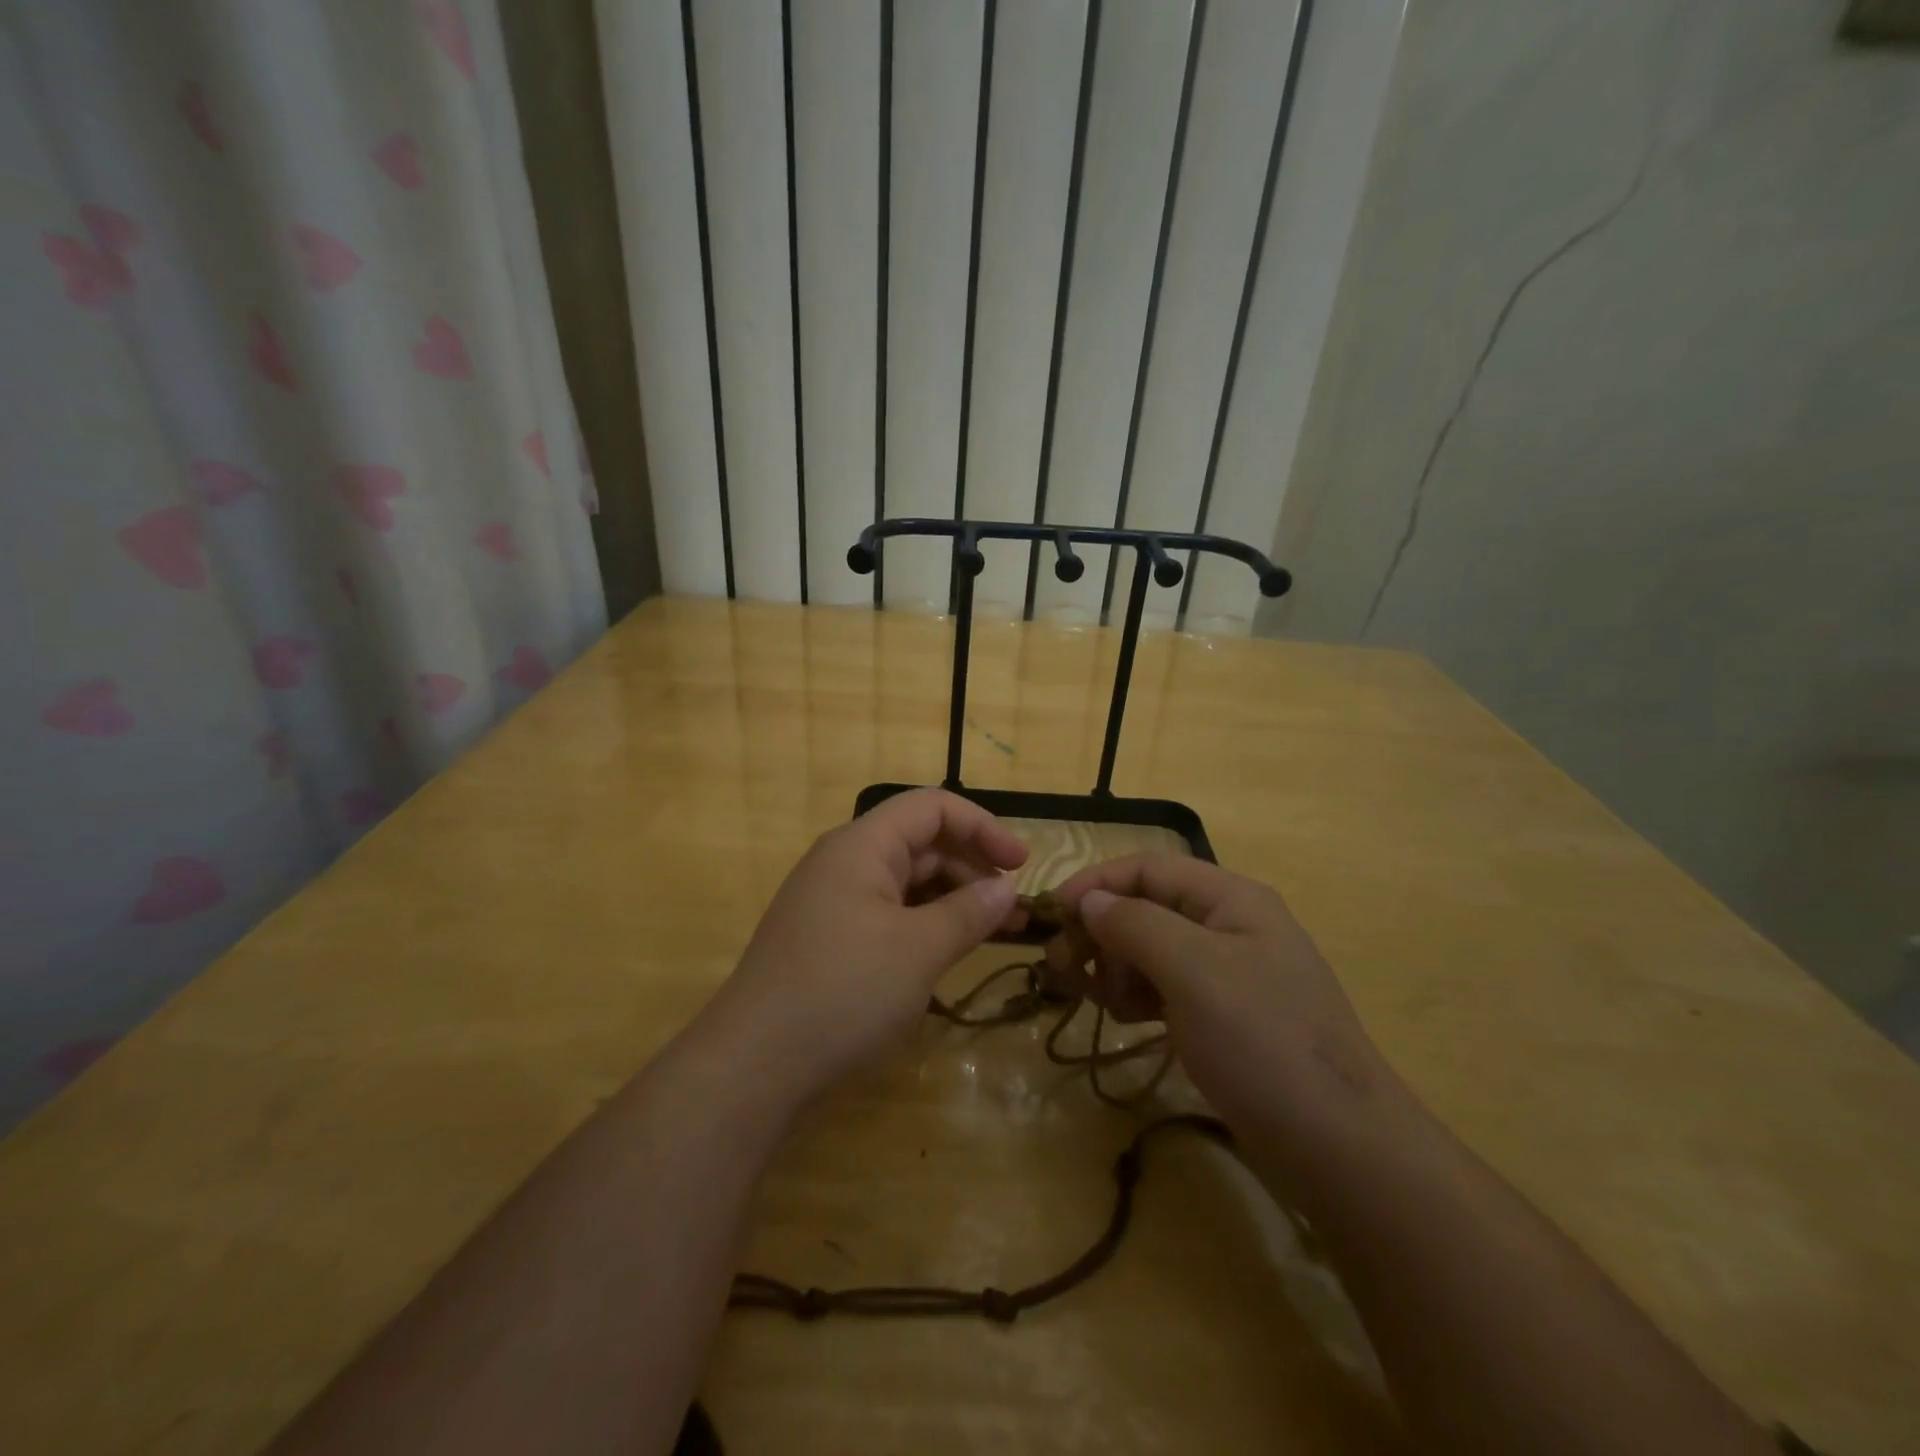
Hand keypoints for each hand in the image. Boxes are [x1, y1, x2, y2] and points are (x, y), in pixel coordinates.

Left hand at [701, 789, 1027, 1104]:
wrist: (753, 1067)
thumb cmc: (843, 993)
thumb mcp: (919, 950)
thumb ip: (969, 912)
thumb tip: (1006, 887)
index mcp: (861, 846)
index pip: (931, 808)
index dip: (982, 826)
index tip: (1022, 863)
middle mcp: (844, 863)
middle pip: (920, 843)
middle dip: (972, 868)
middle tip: (1015, 910)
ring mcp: (833, 902)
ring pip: (906, 883)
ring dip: (952, 900)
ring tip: (994, 932)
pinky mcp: (829, 940)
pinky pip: (888, 915)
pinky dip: (924, 925)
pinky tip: (948, 952)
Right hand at [1043, 855, 1402, 1141]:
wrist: (1339, 1146)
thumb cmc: (1262, 1042)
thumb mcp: (1193, 971)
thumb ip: (1136, 924)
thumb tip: (1090, 901)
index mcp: (1230, 898)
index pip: (1147, 869)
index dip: (1096, 884)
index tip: (1051, 915)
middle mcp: (1229, 925)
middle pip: (1147, 907)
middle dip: (1101, 930)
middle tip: (1061, 967)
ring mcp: (1229, 972)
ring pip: (1152, 949)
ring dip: (1115, 965)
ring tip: (1096, 998)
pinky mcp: (1225, 1015)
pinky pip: (1167, 987)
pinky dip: (1138, 994)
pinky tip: (1127, 1018)